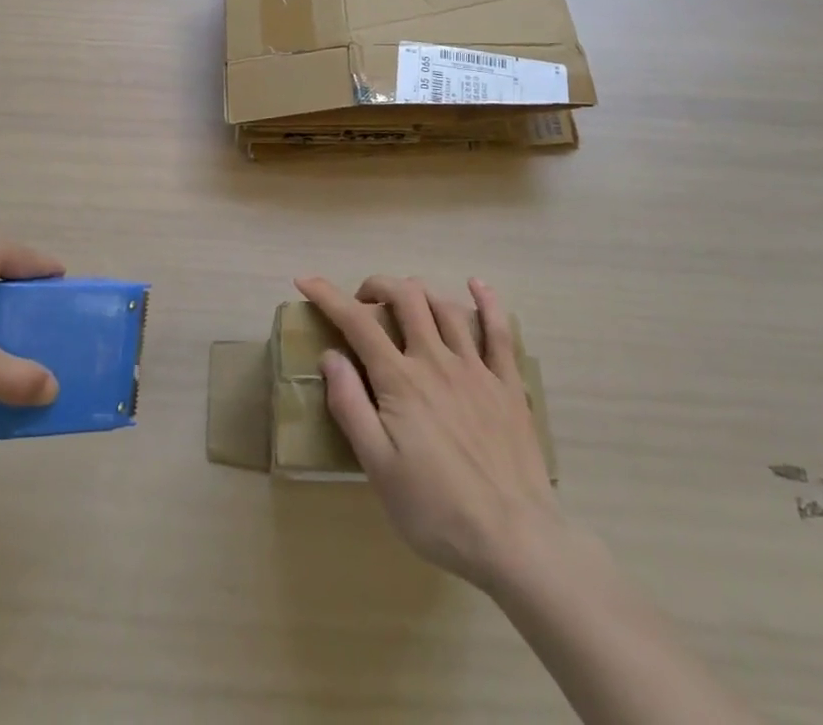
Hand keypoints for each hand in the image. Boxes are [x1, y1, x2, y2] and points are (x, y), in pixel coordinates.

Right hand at [294, 274, 563, 591]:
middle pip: (405, 297)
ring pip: (445, 306)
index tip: (306, 281)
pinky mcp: (507, 384)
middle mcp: (436, 361)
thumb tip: (329, 356)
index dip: (328, 295)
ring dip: (418, 292)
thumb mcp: (378, 468)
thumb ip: (351, 407)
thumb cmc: (436, 511)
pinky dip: (487, 301)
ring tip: (404, 302)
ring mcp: (476, 368)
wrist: (515, 540)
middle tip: (362, 303)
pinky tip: (476, 284)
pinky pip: (499, 331)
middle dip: (377, 286)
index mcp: (401, 381)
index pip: (357, 322)